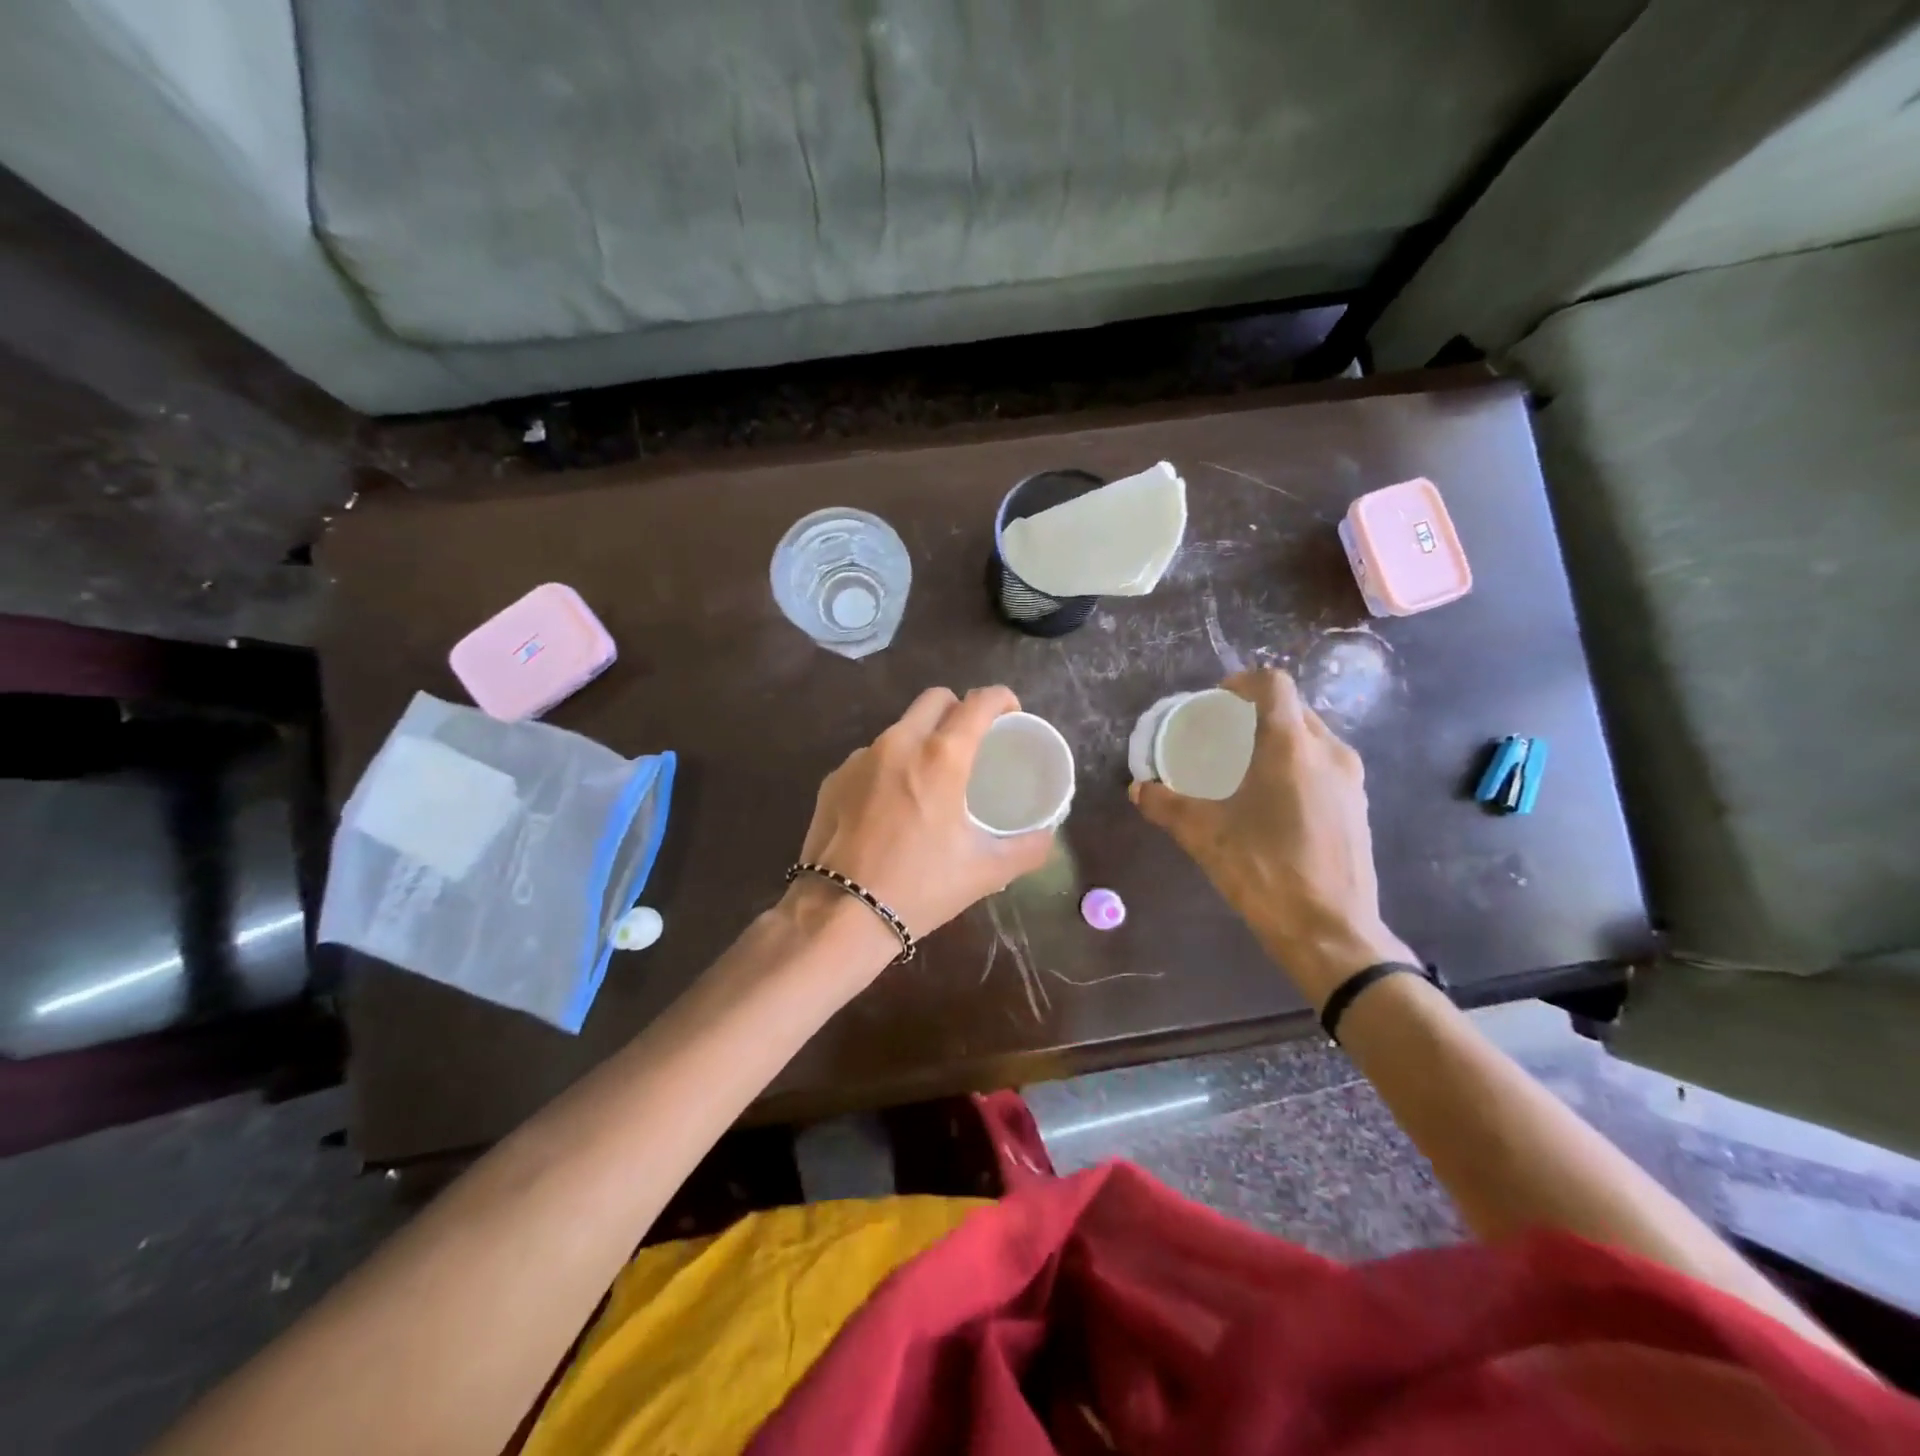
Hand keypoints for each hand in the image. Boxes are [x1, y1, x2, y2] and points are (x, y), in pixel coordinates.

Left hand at [791, 685, 1054, 959]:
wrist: (841, 914)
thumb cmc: (920, 887)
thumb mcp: (985, 871)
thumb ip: (1027, 848)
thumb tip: (1047, 835)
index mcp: (941, 757)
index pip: (978, 703)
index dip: (1001, 698)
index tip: (1011, 713)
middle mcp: (899, 743)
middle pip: (935, 699)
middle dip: (959, 709)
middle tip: (972, 742)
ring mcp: (860, 758)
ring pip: (900, 728)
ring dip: (921, 739)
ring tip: (931, 778)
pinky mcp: (834, 778)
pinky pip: (871, 757)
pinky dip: (889, 768)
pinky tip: (891, 805)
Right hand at [1130, 668, 1413, 1007]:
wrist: (1330, 932)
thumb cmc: (1264, 870)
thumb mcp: (1203, 835)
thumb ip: (1167, 805)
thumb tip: (1138, 789)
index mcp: (1292, 747)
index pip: (1272, 684)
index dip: (1241, 683)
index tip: (1214, 703)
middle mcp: (1329, 752)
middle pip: (1292, 708)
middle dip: (1254, 713)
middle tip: (1221, 736)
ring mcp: (1351, 780)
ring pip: (1311, 737)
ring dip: (1276, 739)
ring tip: (1244, 768)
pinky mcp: (1358, 807)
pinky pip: (1324, 765)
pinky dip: (1296, 764)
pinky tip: (1272, 800)